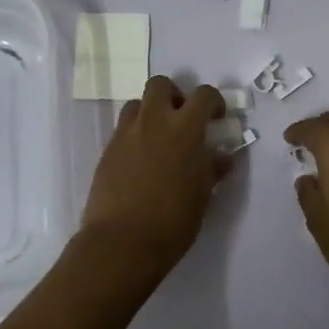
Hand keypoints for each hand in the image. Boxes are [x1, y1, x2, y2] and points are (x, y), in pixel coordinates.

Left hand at [77, 76, 227, 290]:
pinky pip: (123, 129)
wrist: (121, 243)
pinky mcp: (107, 151)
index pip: (203, 95)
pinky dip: (135, 135)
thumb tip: (221, 157)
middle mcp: (153, 122)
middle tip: (182, 120)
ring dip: (150, 113)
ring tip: (159, 138)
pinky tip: (141, 161)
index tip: (217, 117)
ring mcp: (126, 134)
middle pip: (160, 85)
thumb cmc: (172, 221)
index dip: (213, 101)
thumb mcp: (202, 195)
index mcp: (184, 129)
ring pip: (137, 104)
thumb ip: (211, 168)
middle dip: (174, 95)